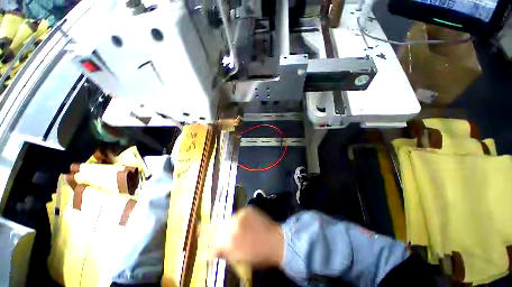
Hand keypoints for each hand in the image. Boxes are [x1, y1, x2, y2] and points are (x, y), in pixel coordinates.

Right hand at [211, 207, 283, 267]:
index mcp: (230, 240)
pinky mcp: (247, 209)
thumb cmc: (258, 254)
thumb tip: (214, 251)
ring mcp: (241, 214)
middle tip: (216, 239)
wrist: (275, 240)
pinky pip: (237, 215)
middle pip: (218, 228)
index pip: (214, 242)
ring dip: (227, 227)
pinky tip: (240, 225)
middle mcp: (233, 224)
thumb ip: (225, 252)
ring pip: (227, 220)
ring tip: (231, 232)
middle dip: (215, 234)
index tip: (209, 249)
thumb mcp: (239, 258)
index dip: (210, 246)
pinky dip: (236, 220)